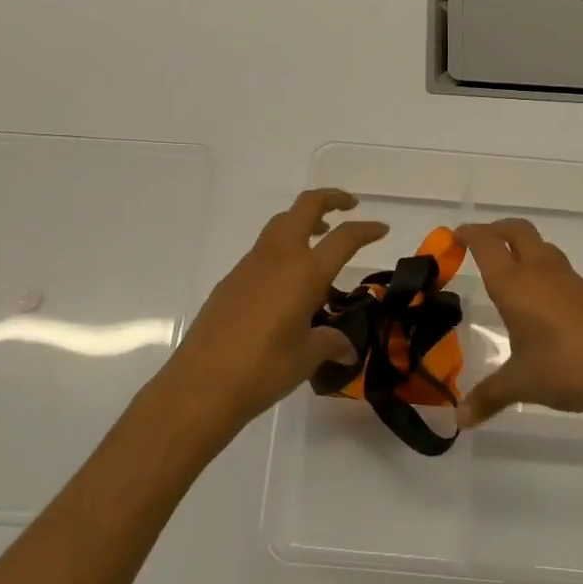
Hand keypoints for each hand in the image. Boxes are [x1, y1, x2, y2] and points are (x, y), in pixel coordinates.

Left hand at [159, 189, 387, 434]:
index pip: (344, 238)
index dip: (366, 230)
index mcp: (305, 272)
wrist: (201, 384)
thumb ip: (329, 343)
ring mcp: (250, 265)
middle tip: (350, 206)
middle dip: (330, 199)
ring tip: (320, 239)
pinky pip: (263, 250)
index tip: (381, 229)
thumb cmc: (263, 369)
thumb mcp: (306, 357)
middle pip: (305, 207)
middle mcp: (279, 257)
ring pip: (280, 224)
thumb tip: (346, 348)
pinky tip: (287, 282)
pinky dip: (283, 249)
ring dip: (303, 221)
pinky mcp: (231, 279)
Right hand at [455, 219, 582, 439]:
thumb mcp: (519, 384)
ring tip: (507, 267)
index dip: (468, 234)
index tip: (454, 237)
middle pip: (516, 230)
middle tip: (478, 242)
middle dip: (495, 229)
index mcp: (514, 284)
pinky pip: (556, 267)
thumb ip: (487, 397)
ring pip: (540, 245)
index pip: (486, 244)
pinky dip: (540, 267)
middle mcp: (539, 271)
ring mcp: (567, 279)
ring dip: (520, 246)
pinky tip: (538, 297)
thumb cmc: (563, 369)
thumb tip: (459, 421)